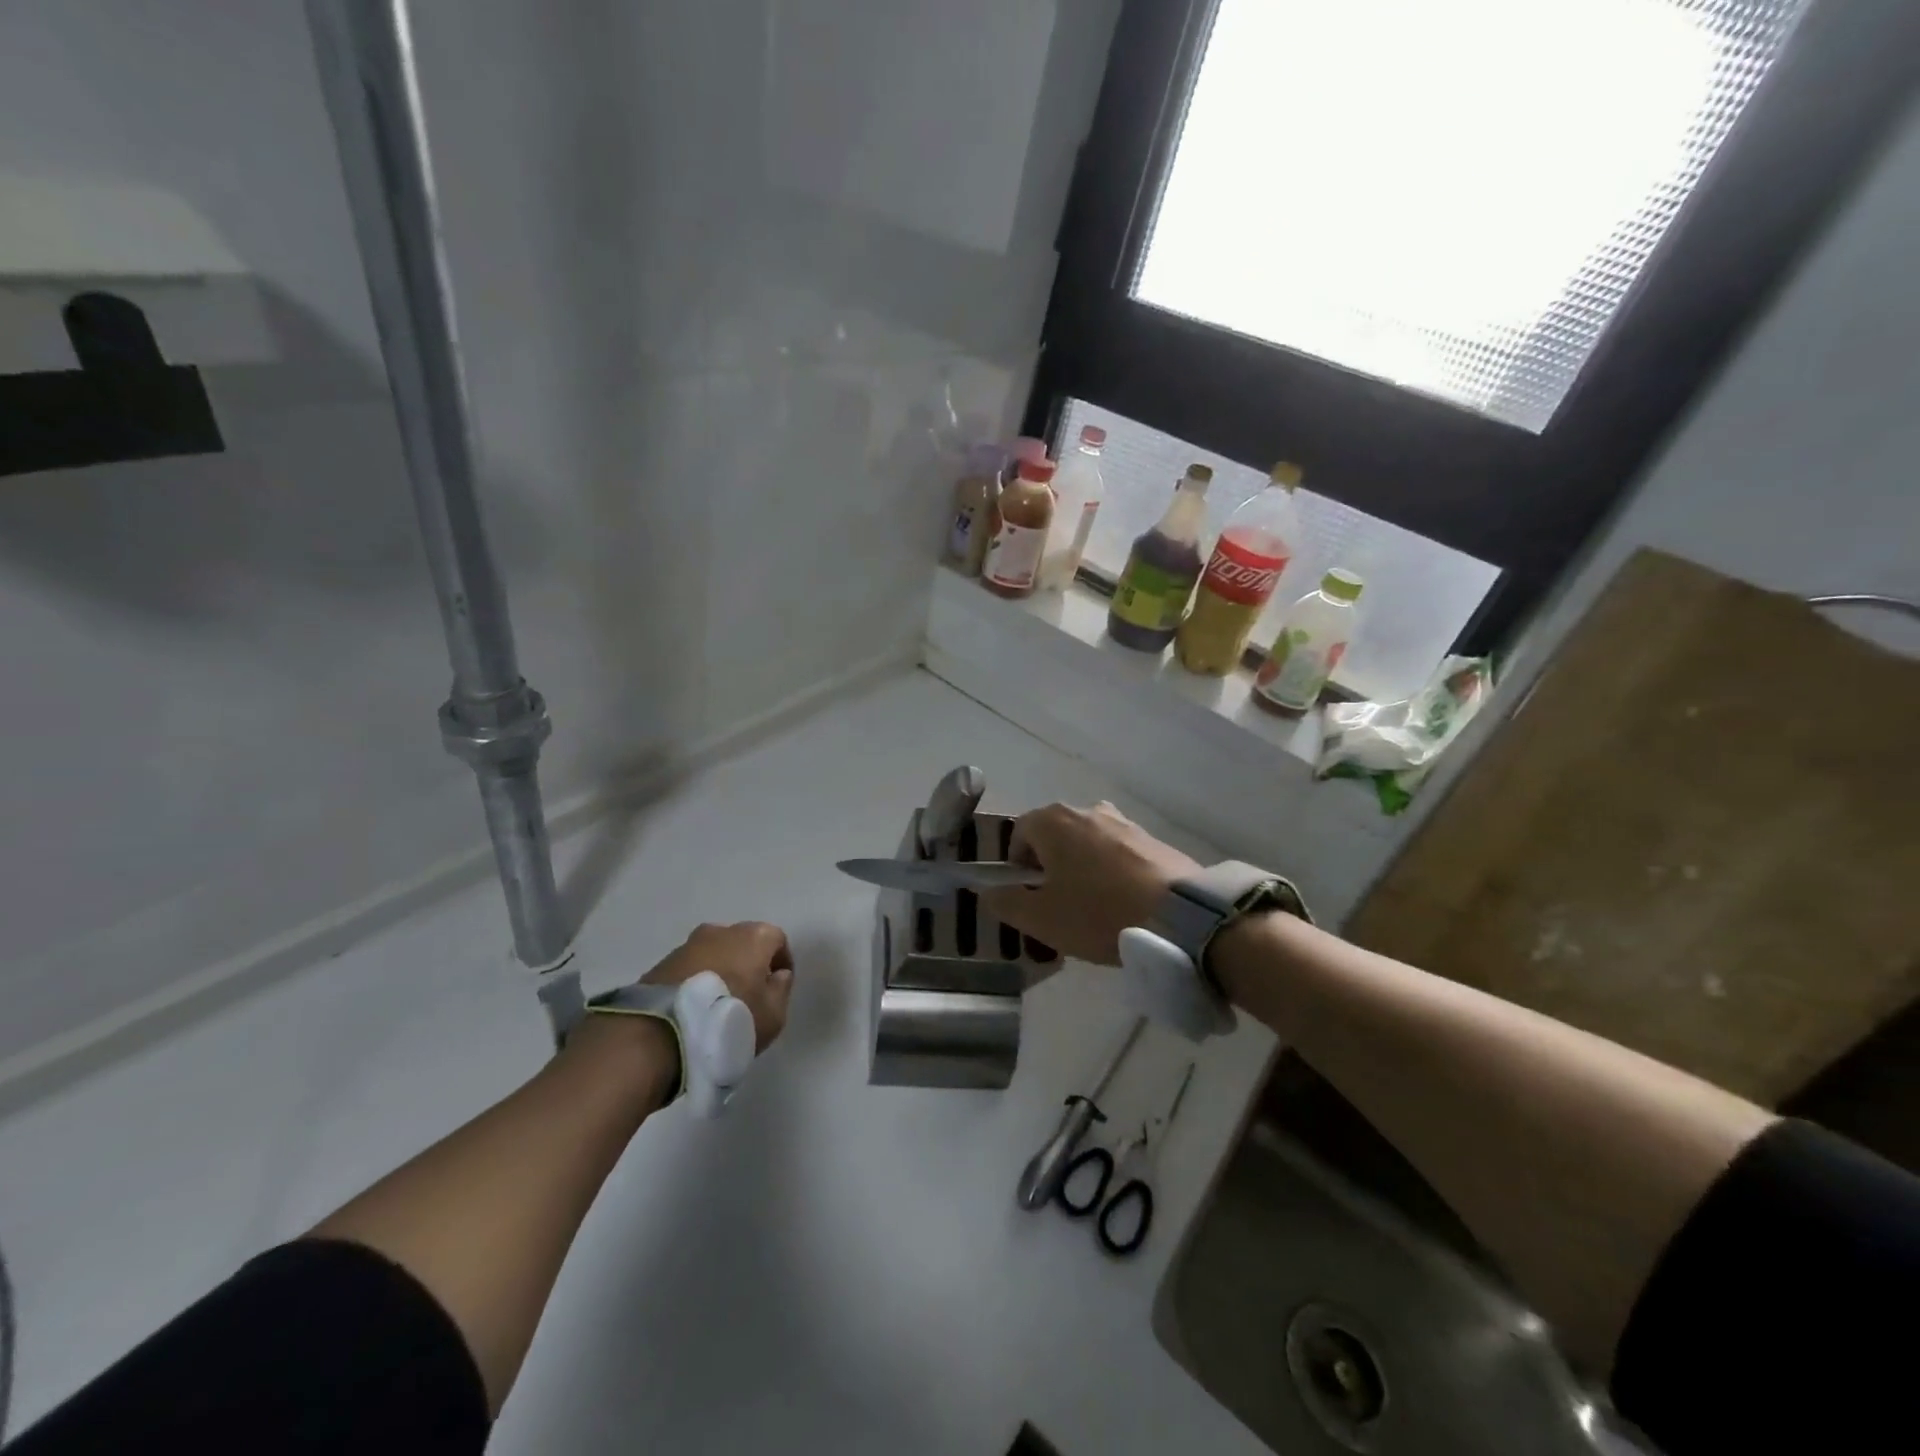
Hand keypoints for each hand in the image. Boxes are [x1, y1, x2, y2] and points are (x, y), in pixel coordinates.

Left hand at [643, 921, 794, 1051]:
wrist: (665, 1032)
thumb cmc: (732, 1017)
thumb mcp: (773, 1014)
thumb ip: (781, 989)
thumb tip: (778, 975)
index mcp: (754, 936)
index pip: (777, 940)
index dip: (781, 962)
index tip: (777, 986)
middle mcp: (721, 931)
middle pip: (743, 942)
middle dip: (748, 963)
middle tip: (748, 993)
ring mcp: (688, 944)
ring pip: (714, 953)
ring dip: (720, 970)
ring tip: (717, 1002)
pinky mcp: (662, 962)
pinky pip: (689, 967)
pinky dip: (696, 980)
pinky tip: (694, 1007)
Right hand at [982, 801, 1200, 965]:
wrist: (1180, 917)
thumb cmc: (1098, 913)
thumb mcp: (1041, 918)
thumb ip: (1006, 903)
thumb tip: (989, 892)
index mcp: (1054, 821)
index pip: (1019, 832)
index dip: (1017, 865)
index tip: (1028, 895)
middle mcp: (1087, 810)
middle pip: (1055, 834)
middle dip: (1050, 864)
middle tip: (1058, 903)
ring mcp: (1124, 821)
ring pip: (1088, 843)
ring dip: (1082, 867)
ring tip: (1093, 905)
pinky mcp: (1152, 839)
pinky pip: (1118, 852)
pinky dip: (1112, 871)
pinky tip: (1122, 902)